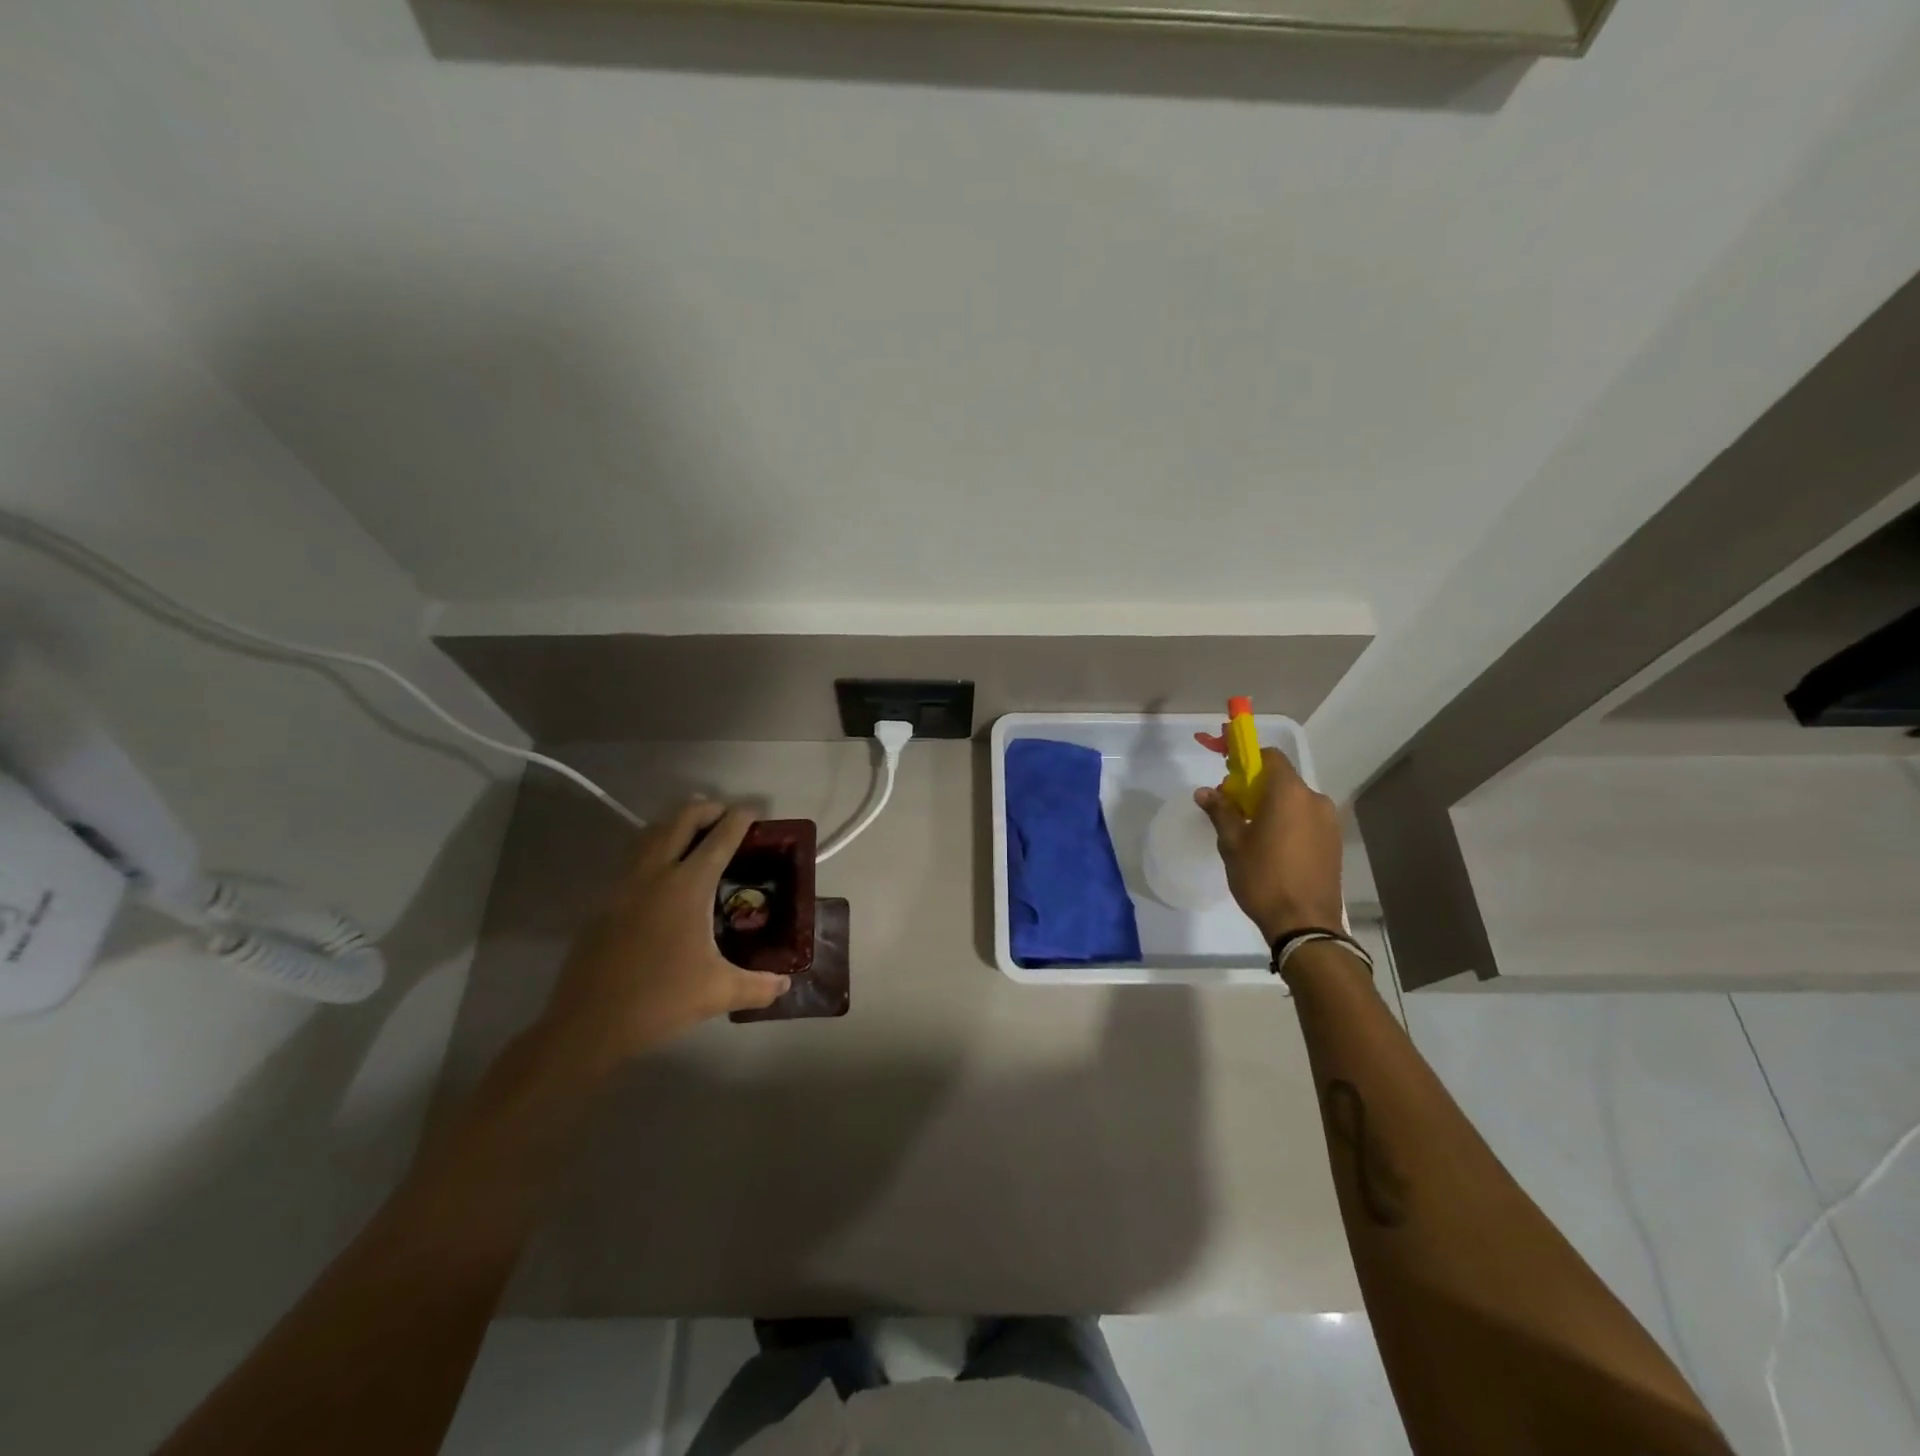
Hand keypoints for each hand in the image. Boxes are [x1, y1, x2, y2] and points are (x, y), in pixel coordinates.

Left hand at [540, 801, 789, 1065]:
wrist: (589, 1022)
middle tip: (724, 813)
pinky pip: (632, 857)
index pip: (719, 839)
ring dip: (674, 823)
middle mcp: (655, 874)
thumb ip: (758, 985)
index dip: (739, 819)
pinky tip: (660, 869)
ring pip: (650, 834)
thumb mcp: (719, 992)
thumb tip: (786, 985)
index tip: (753, 810)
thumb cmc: (660, 999)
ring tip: (692, 829)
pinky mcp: (604, 901)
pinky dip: (652, 846)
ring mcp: (624, 885)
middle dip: (705, 809)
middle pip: (680, 822)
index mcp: (687, 887)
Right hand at [1195, 747, 1344, 944]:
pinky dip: (1288, 822)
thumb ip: (1221, 811)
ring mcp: (1329, 821)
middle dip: (1256, 787)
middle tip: (1233, 809)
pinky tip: (1273, 847)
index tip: (1229, 775)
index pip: (1270, 757)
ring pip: (1295, 801)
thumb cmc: (1263, 878)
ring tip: (1252, 832)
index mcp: (1289, 793)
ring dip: (1272, 806)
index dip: (1248, 760)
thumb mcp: (1233, 844)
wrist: (1305, 924)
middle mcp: (1314, 800)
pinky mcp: (1334, 842)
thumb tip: (1204, 791)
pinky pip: (1306, 819)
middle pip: (1282, 780)